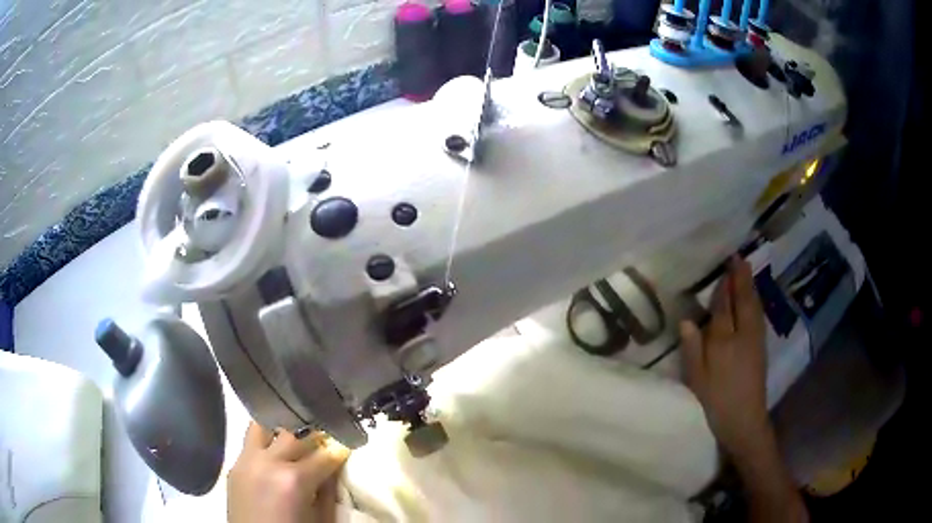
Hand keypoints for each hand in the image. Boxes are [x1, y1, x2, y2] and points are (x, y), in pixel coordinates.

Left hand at [228, 422, 349, 522]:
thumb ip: (328, 490)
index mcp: (293, 479)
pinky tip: (276, 450)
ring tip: (297, 439)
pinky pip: (251, 442)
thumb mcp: (321, 519)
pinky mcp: (234, 465)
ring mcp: (246, 460)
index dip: (340, 447)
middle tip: (326, 439)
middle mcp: (267, 462)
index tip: (347, 443)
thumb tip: (334, 465)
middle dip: (315, 434)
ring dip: (284, 430)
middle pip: (295, 433)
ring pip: (265, 425)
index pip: (324, 453)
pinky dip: (266, 440)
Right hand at [680, 257, 770, 459]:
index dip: (724, 286)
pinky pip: (759, 315)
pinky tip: (754, 299)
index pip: (724, 306)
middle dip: (741, 278)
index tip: (724, 266)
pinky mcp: (761, 347)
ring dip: (751, 286)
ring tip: (747, 270)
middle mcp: (743, 334)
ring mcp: (756, 340)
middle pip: (744, 300)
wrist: (744, 420)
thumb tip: (686, 320)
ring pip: (754, 305)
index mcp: (724, 341)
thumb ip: (692, 348)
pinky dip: (756, 301)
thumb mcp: (697, 379)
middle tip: (739, 257)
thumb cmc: (717, 401)